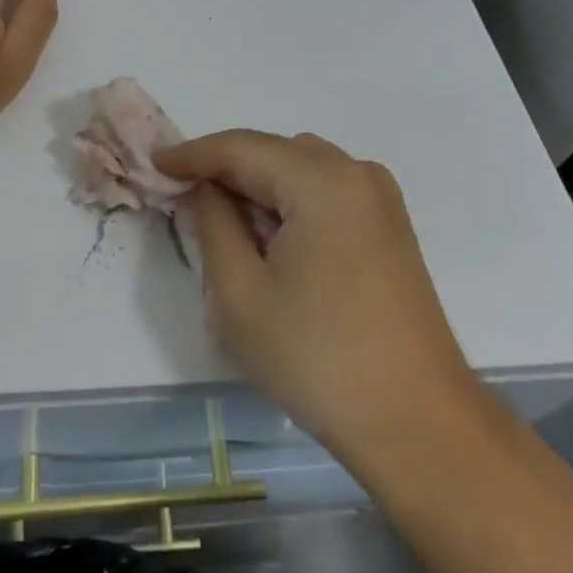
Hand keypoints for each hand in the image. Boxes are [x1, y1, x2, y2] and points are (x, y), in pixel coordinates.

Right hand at [154, 131, 475, 469]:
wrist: (418, 424)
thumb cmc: (319, 360)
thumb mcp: (240, 294)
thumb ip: (212, 224)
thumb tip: (203, 189)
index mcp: (321, 180)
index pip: (240, 147)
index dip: (191, 153)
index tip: (153, 162)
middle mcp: (355, 172)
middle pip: (273, 152)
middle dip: (225, 169)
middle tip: (183, 197)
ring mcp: (379, 197)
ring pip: (300, 167)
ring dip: (259, 184)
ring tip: (227, 224)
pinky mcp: (390, 225)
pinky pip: (326, 189)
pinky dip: (291, 199)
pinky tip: (274, 239)